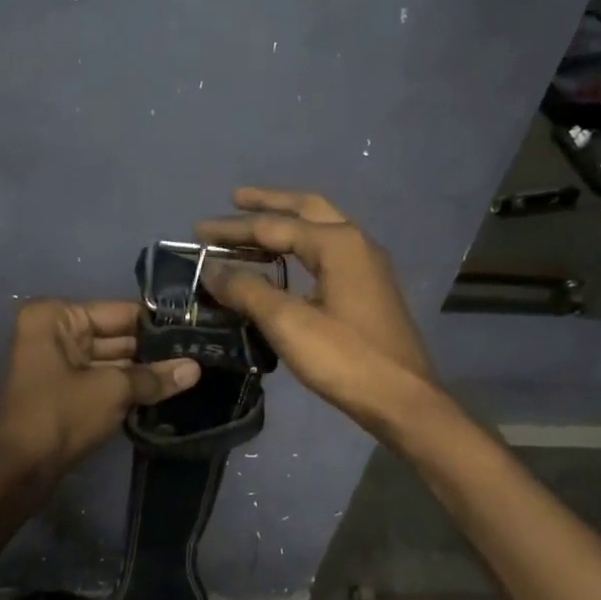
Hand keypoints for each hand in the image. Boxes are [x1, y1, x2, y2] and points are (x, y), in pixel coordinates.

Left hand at [0, 299, 200, 471]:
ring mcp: (57, 363)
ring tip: (190, 374)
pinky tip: (164, 392)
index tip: (196, 332)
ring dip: (144, 371)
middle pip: (115, 335)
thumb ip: (154, 376)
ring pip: (111, 360)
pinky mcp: (63, 391)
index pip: (119, 312)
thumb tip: (196, 368)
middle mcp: (53, 332)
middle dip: (153, 351)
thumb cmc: (61, 415)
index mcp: (56, 317)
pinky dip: (127, 387)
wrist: (21, 469)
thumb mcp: (113, 390)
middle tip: (200, 355)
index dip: (157, 325)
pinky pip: (102, 380)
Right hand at [197, 188, 433, 425]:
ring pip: (320, 229)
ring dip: (287, 222)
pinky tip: (285, 263)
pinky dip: (300, 247)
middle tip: (235, 199)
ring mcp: (367, 266)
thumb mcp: (288, 323)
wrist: (403, 400)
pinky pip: (328, 253)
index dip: (232, 229)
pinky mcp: (369, 289)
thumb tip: (212, 269)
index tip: (197, 231)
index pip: (274, 226)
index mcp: (337, 244)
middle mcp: (356, 243)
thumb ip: (247, 290)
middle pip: (306, 209)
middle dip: (269, 203)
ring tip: (254, 225)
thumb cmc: (345, 359)